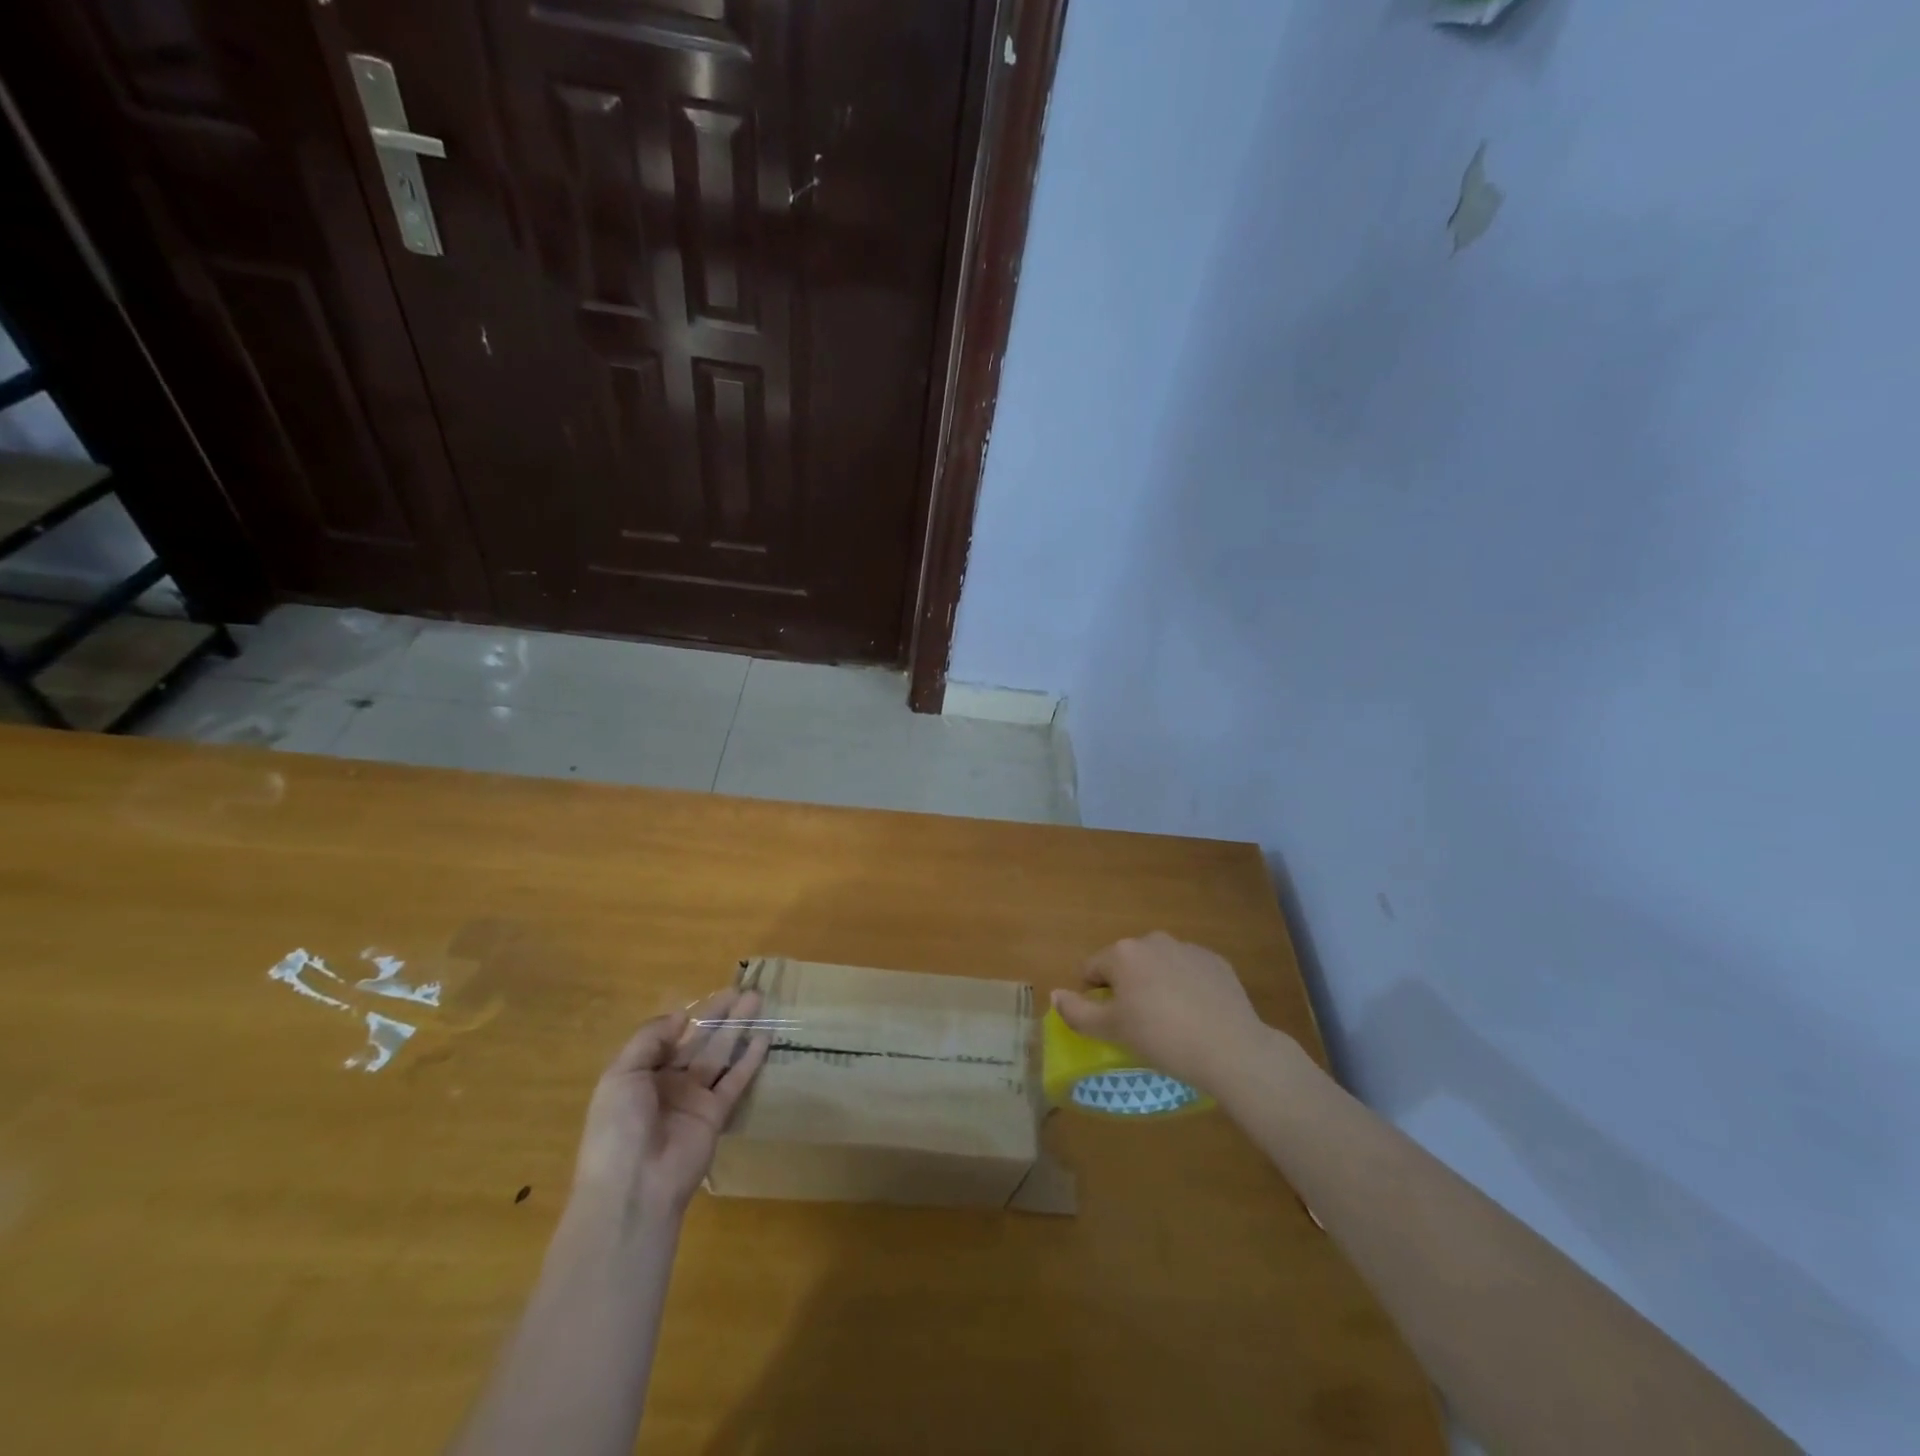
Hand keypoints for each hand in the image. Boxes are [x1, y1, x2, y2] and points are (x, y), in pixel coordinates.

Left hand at [573, 989, 770, 1218]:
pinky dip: (751, 1058)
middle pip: (699, 1041)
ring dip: (739, 1027)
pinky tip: (765, 1036)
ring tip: (758, 999)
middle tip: (743, 989)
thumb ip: (650, 1039)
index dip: (689, 1016)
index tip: (710, 994)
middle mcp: (669, 1083)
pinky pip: (736, 1079)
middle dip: (720, 1015)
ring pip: (720, 1054)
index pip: (668, 1037)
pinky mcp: (717, 1114)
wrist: (635, 1186)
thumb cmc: (619, 1127)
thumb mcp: (621, 1075)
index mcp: (640, 1075)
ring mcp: (694, 1098)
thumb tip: (680, 1017)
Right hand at [1051, 933, 1274, 1093]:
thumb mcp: (1111, 1030)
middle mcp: (1152, 940)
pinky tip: (1197, 1014)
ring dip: (1156, 984)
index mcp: (1123, 953)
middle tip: (1139, 1023)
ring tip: (1171, 1020)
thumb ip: (1077, 1012)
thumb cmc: (1160, 1037)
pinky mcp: (1216, 961)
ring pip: (1158, 965)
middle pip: (1126, 963)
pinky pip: (1189, 971)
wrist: (1230, 1047)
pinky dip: (1186, 987)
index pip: (1092, 969)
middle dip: (1127, 987)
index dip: (1094, 996)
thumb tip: (1055, 994)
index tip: (1110, 1022)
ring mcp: (1187, 948)